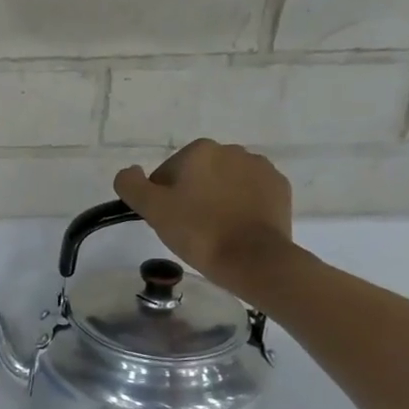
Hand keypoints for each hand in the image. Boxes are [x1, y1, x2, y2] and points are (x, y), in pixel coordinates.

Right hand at [114, 139, 293, 290]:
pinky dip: (241, 206)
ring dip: (216, 200)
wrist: (253, 258)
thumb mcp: (152, 209)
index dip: (162, 199)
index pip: (166, 174)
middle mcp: (231, 150)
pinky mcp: (279, 187)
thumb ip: (131, 185)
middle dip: (191, 196)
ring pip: (224, 183)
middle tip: (189, 228)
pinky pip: (250, 193)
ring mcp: (260, 167)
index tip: (168, 221)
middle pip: (197, 175)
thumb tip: (129, 172)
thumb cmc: (198, 231)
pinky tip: (236, 228)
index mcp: (199, 150)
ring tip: (214, 230)